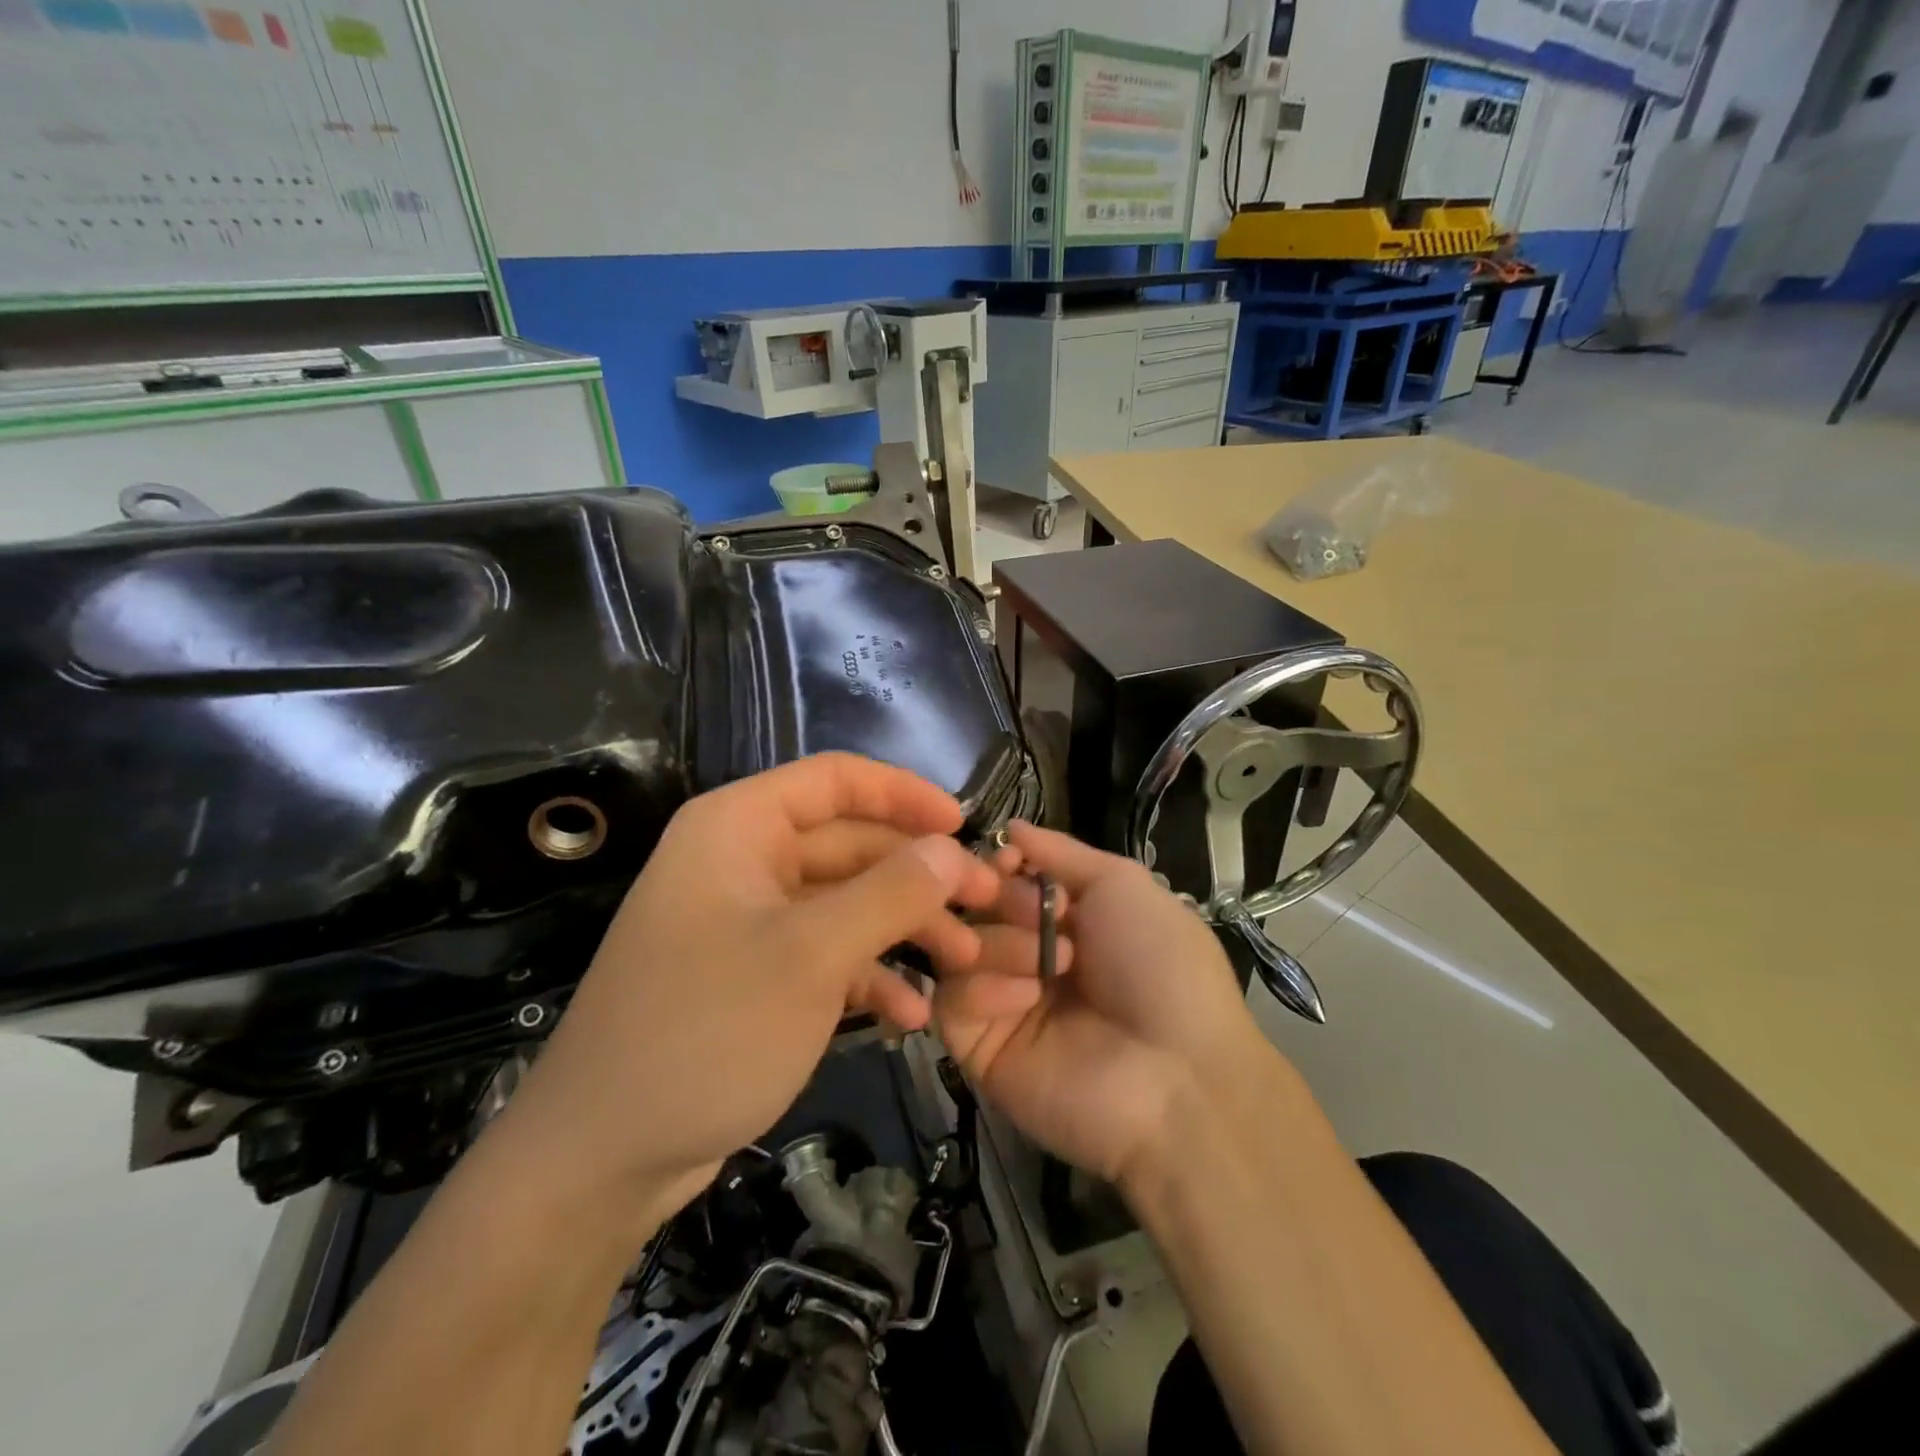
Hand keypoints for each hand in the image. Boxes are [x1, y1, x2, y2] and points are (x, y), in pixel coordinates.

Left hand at [495, 754, 1003, 1224]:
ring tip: (962, 963)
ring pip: (845, 903)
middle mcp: (742, 861)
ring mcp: (748, 921)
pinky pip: (824, 954)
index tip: (965, 825)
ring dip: (903, 929)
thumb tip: (952, 848)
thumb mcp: (810, 955)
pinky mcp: (754, 975)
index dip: (904, 794)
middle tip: (984, 905)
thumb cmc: (707, 1031)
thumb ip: (890, 892)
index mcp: (739, 827)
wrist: (602, 1158)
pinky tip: (910, 1016)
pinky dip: (868, 976)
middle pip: (849, 844)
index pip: (836, 780)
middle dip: (918, 875)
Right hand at [933, 821, 1276, 1185]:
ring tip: (1047, 965)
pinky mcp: (979, 1050)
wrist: (1178, 1074)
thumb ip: (1061, 854)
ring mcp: (1000, 1003)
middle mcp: (1026, 955)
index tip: (1008, 861)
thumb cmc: (1159, 966)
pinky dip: (984, 988)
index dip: (998, 864)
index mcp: (1062, 920)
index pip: (1002, 878)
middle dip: (1003, 901)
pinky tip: (1028, 997)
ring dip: (1000, 943)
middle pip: (974, 908)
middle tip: (1040, 916)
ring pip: (957, 949)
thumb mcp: (1122, 886)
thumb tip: (1010, 827)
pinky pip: (951, 1002)